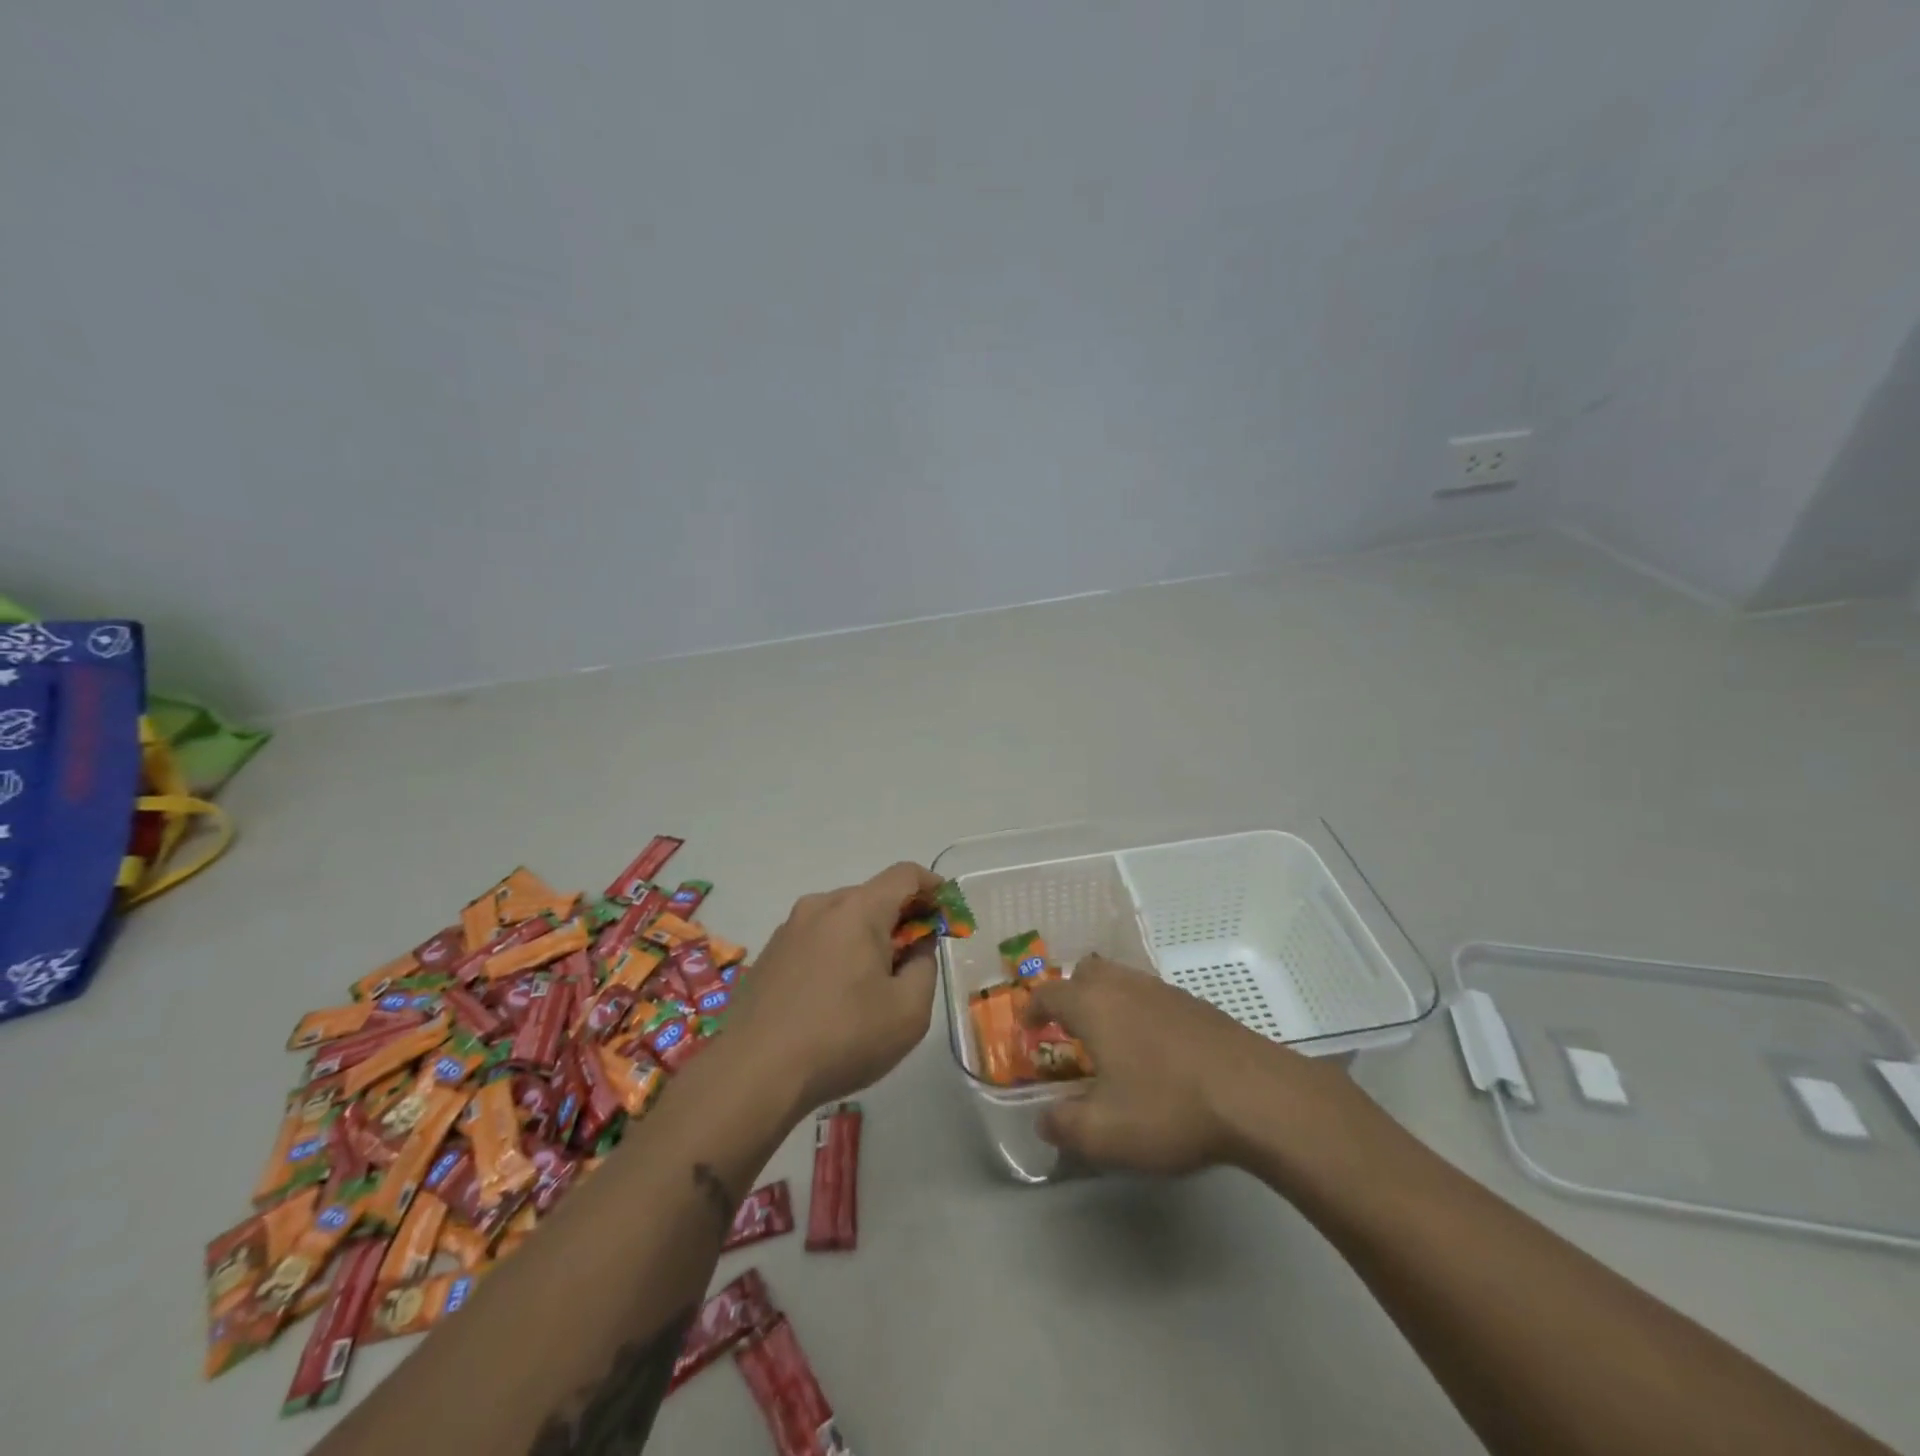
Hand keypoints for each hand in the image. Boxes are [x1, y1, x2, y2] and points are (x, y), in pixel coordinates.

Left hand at [728, 862, 942, 1111]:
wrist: (753, 1074)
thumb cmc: (843, 1038)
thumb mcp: (908, 1011)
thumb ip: (924, 968)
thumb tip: (916, 948)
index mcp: (858, 909)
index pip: (905, 875)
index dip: (933, 886)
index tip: (947, 912)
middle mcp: (821, 906)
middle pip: (872, 896)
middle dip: (900, 919)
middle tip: (914, 959)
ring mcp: (788, 929)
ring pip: (841, 918)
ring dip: (865, 937)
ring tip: (872, 985)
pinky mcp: (768, 955)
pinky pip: (815, 940)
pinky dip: (836, 953)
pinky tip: (834, 998)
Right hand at [1024, 955, 1352, 1174]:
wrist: (1256, 1096)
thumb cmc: (1168, 1108)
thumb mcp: (1105, 1134)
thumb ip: (1064, 1126)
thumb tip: (1044, 1120)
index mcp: (1094, 1005)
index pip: (1049, 993)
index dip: (1032, 1009)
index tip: (1027, 1029)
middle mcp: (1125, 986)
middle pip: (1087, 972)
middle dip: (1070, 995)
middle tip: (1068, 1030)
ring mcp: (1165, 991)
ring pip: (1122, 980)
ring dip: (1107, 1002)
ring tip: (1110, 1041)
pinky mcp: (1197, 1005)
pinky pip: (1152, 997)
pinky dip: (1140, 1013)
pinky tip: (1154, 1051)